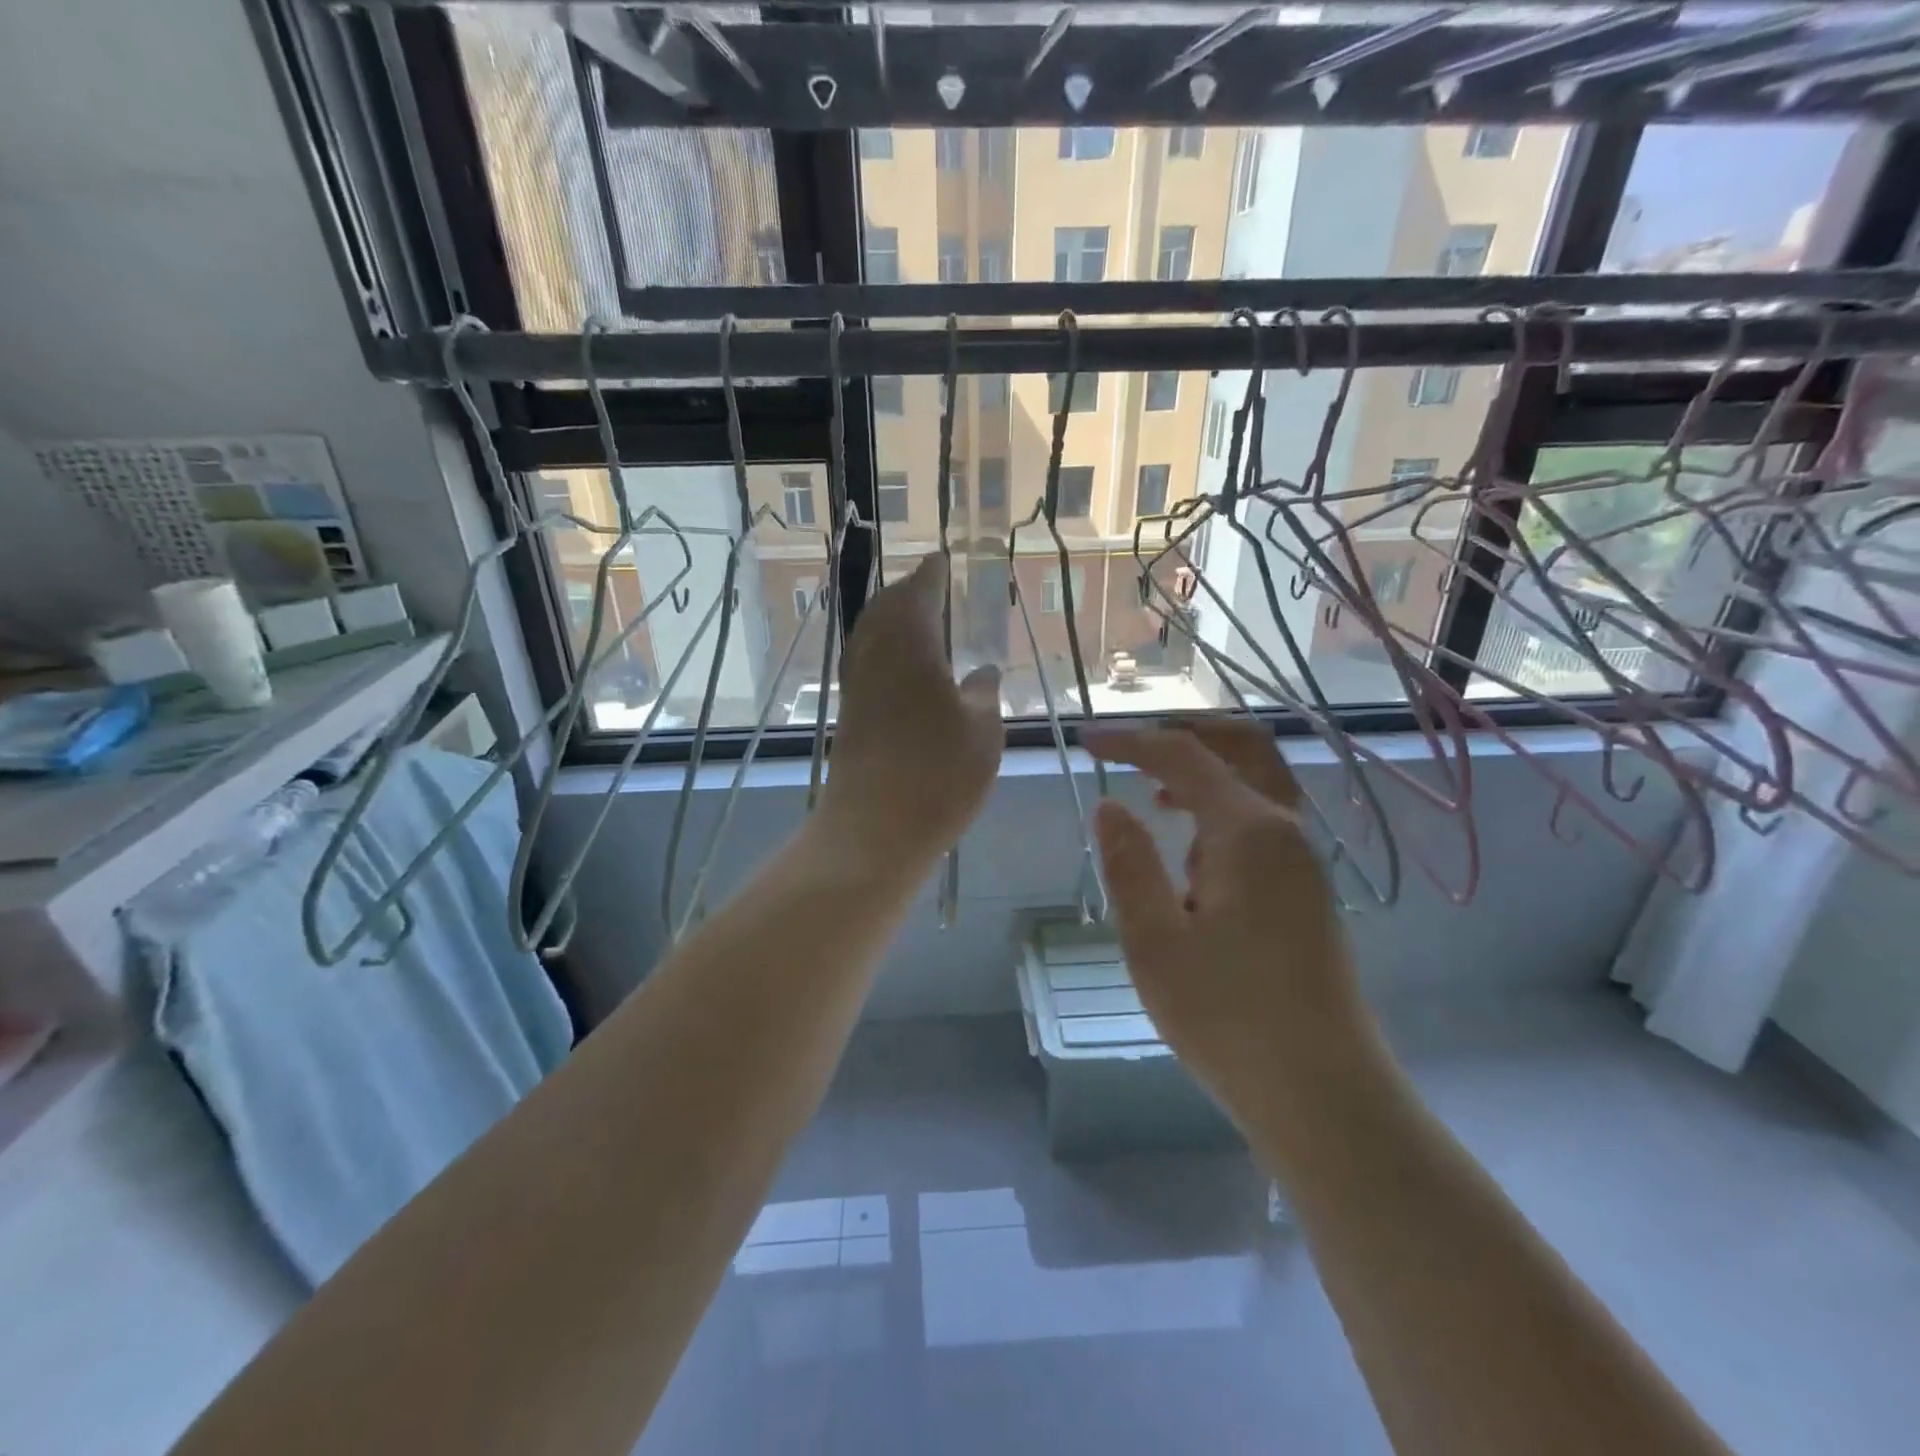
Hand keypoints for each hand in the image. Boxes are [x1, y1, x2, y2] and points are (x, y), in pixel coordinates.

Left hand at [818, 555, 1003, 874]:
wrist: (874, 828)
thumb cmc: (939, 774)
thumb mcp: (983, 732)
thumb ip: (984, 694)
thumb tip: (982, 671)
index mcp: (910, 642)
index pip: (919, 590)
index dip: (932, 573)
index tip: (943, 559)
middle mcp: (875, 653)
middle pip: (886, 606)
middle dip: (908, 591)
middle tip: (931, 586)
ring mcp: (856, 683)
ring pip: (870, 633)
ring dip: (892, 618)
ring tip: (918, 620)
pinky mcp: (849, 712)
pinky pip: (865, 660)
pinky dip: (883, 649)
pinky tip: (902, 666)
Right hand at [1084, 720, 1370, 1112]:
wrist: (1324, 1093)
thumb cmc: (1229, 1018)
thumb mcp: (1155, 942)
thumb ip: (1129, 864)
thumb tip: (1109, 806)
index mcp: (1248, 832)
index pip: (1183, 756)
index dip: (1130, 741)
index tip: (1085, 741)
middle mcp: (1285, 830)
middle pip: (1242, 746)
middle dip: (1185, 732)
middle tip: (1133, 745)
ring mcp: (1303, 860)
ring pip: (1258, 781)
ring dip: (1206, 770)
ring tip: (1152, 796)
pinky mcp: (1306, 889)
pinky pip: (1263, 819)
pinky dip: (1222, 807)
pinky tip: (1189, 854)